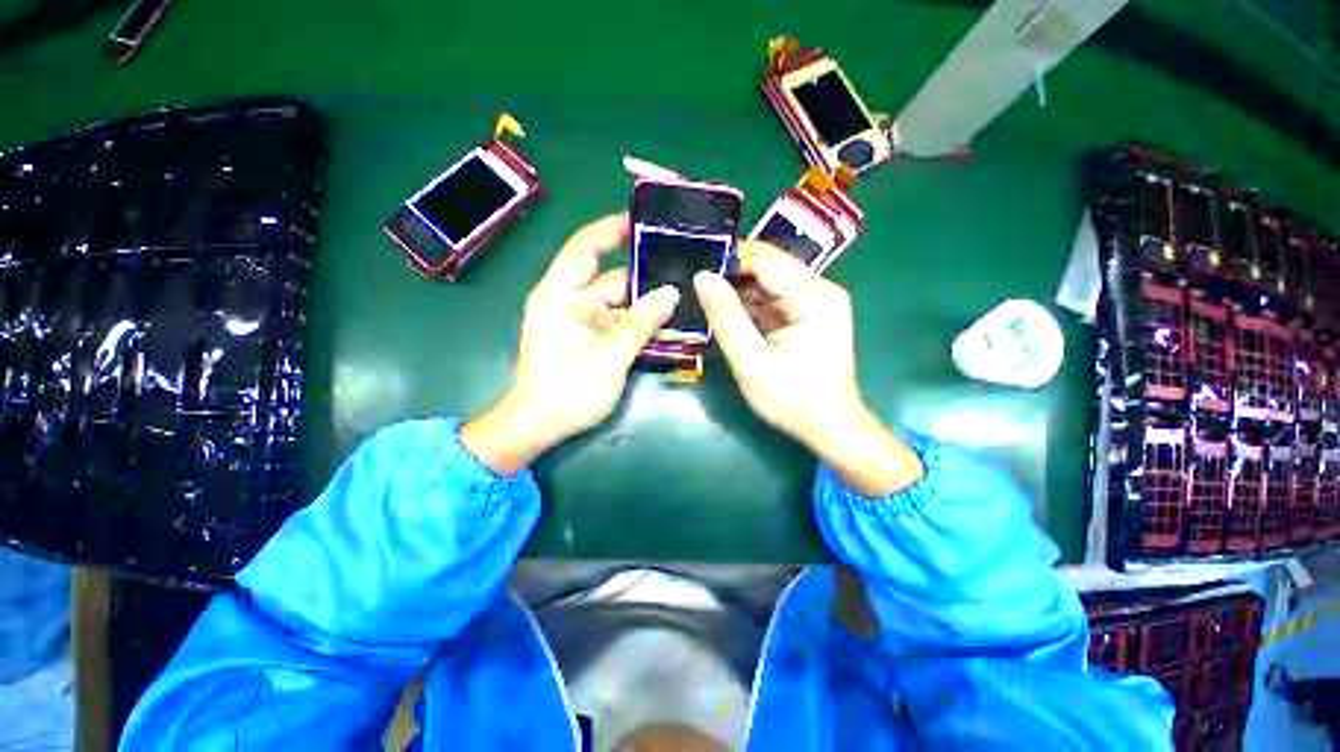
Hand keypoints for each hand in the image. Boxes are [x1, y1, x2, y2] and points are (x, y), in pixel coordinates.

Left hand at [461, 214, 678, 473]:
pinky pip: (618, 320)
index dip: (612, 230)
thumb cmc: (566, 393)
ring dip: (646, 303)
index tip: (646, 221)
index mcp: (559, 295)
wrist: (540, 427)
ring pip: (618, 302)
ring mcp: (580, 320)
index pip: (585, 248)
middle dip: (644, 276)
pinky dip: (639, 322)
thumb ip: (639, 324)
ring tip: (683, 298)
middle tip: (683, 270)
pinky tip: (666, 323)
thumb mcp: (608, 358)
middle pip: (610, 278)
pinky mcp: (589, 336)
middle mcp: (569, 300)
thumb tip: (670, 293)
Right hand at [694, 242, 921, 494]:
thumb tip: (702, 277)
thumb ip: (726, 318)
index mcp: (813, 296)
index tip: (695, 270)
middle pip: (768, 268)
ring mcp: (817, 302)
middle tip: (696, 291)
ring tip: (708, 306)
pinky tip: (731, 320)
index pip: (765, 258)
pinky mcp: (811, 314)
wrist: (831, 428)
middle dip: (731, 277)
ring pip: (768, 283)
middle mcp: (821, 289)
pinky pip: (774, 300)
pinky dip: (751, 308)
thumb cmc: (794, 400)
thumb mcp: (752, 362)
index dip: (728, 258)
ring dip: (739, 294)